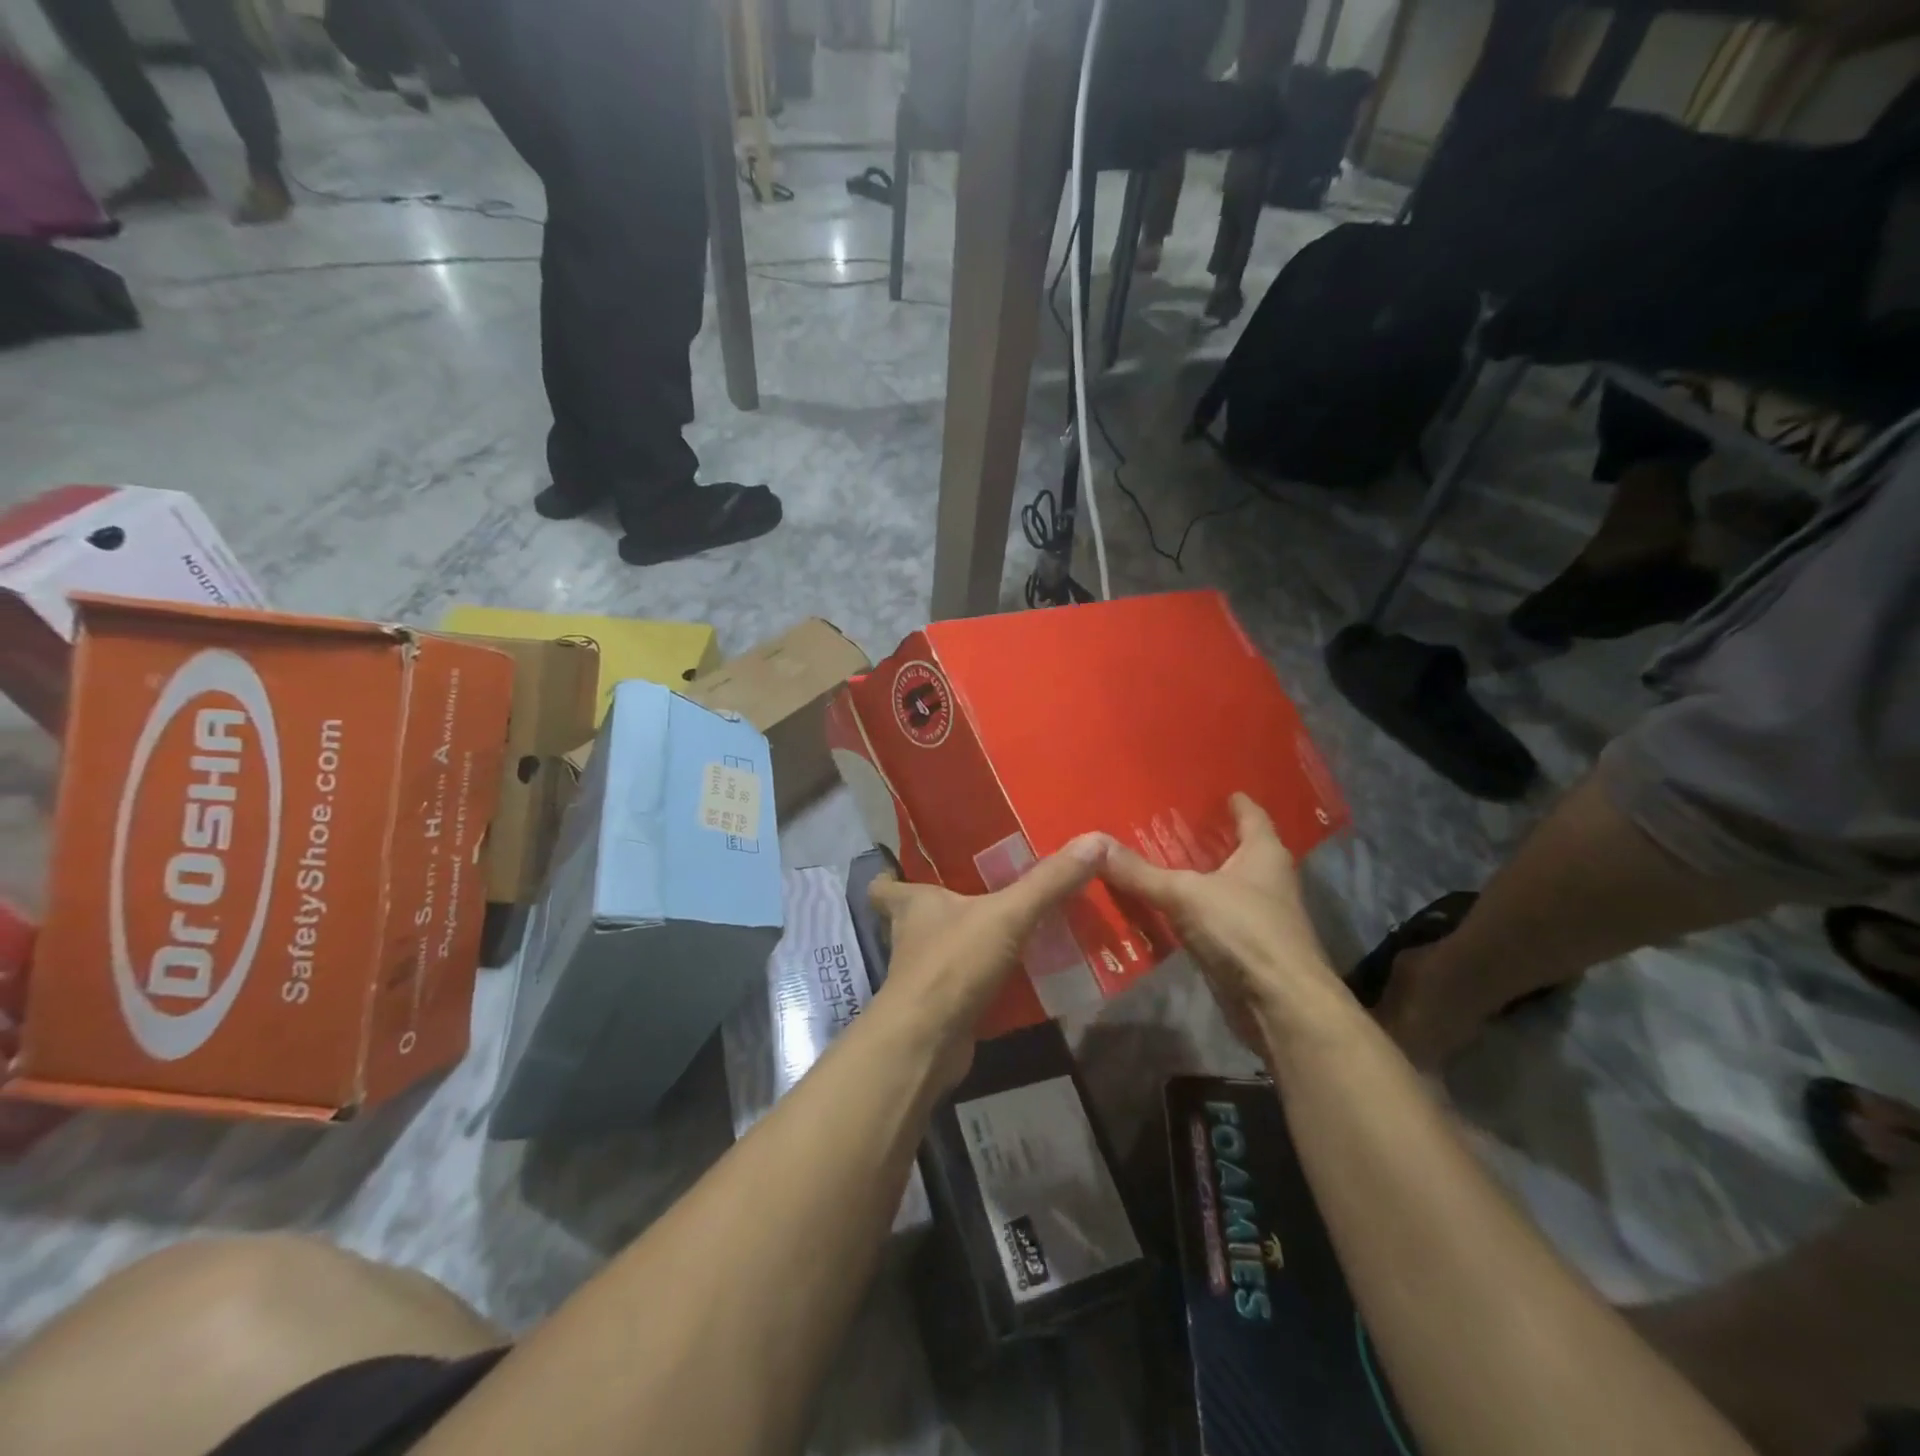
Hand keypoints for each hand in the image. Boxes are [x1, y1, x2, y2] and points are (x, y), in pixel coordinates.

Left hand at [868, 836, 1103, 1090]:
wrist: (928, 1042)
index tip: (912, 866)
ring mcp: (923, 976)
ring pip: (942, 949)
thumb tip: (1092, 841)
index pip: (883, 885)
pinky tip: (1018, 973)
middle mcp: (910, 937)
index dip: (891, 875)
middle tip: (983, 889)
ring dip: (966, 942)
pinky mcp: (940, 1007)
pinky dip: (984, 979)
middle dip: (943, 904)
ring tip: (1009, 926)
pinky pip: (964, 984)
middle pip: (916, 915)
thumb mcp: (1007, 915)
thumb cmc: (953, 963)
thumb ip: (1047, 882)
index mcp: (912, 905)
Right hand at [1098, 794, 1345, 1050]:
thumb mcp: (1185, 894)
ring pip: (1225, 887)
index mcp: (1264, 854)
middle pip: (1239, 851)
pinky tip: (1165, 909)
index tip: (1217, 791)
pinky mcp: (1248, 949)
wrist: (1282, 1005)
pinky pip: (1214, 919)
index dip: (1236, 803)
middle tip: (1168, 823)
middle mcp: (1268, 880)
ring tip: (1158, 862)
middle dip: (1209, 839)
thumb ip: (1140, 872)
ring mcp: (1260, 917)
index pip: (1252, 816)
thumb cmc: (1245, 931)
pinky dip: (1193, 912)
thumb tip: (1093, 845)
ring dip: (1199, 877)